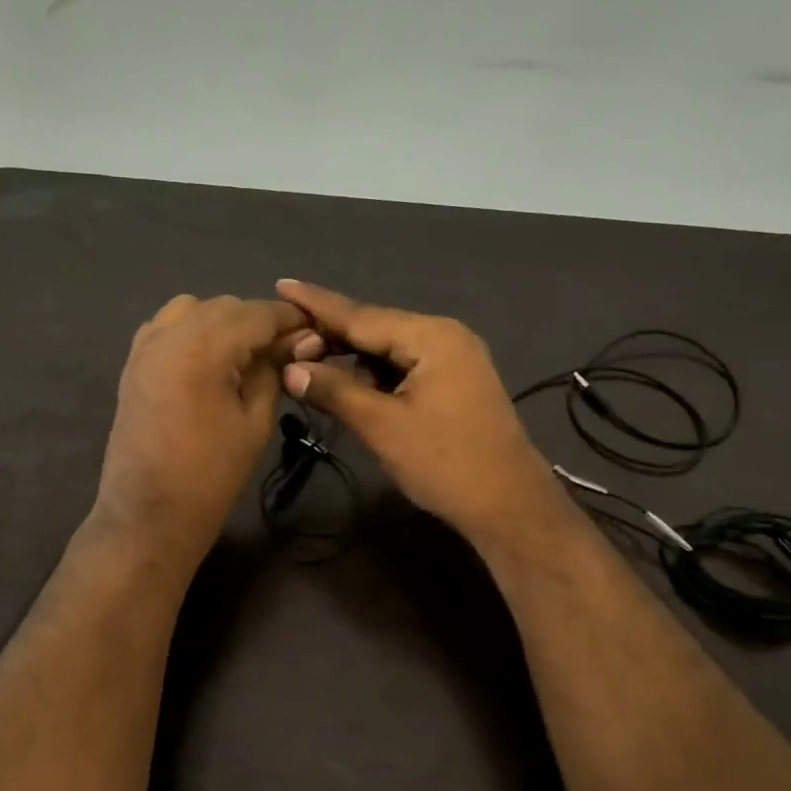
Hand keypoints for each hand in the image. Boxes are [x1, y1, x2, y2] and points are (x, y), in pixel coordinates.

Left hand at [95, 294, 320, 563]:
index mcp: (203, 346)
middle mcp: (170, 333)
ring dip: (224, 322)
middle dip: (258, 321)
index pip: (257, 313)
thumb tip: (301, 340)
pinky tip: (209, 360)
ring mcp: (145, 346)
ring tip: (245, 355)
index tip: (316, 331)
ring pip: (193, 309)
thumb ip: (274, 371)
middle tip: (286, 351)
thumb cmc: (211, 475)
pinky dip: (193, 330)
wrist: (149, 515)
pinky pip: (167, 327)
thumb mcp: (256, 422)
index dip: (290, 319)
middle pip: (226, 307)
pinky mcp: (133, 363)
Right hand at [274, 280, 558, 544]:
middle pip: (376, 329)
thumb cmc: (445, 463)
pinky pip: (405, 369)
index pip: (361, 315)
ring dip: (352, 361)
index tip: (282, 284)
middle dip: (331, 338)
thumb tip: (290, 370)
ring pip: (389, 351)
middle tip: (284, 343)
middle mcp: (445, 336)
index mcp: (432, 336)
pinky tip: (349, 388)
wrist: (508, 505)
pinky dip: (375, 377)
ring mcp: (455, 360)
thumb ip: (335, 391)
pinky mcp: (455, 384)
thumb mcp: (382, 426)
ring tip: (307, 368)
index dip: (317, 304)